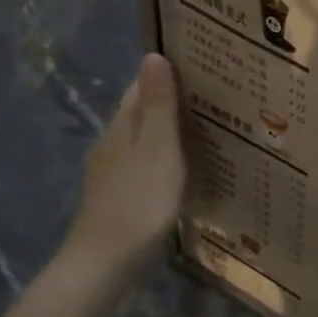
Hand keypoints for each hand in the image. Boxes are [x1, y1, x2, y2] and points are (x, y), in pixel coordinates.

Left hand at [60, 54, 186, 281]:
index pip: (139, 88)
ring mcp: (111, 173)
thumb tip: (152, 56)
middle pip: (139, 114)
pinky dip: (162, 160)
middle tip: (211, 101)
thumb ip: (158, 105)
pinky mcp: (117, 198)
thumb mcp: (157, 148)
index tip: (199, 70)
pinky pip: (143, 166)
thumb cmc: (140, 200)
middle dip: (168, 104)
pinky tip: (180, 171)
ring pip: (141, 141)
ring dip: (166, 133)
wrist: (106, 260)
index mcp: (121, 127)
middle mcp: (111, 144)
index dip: (164, 76)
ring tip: (204, 133)